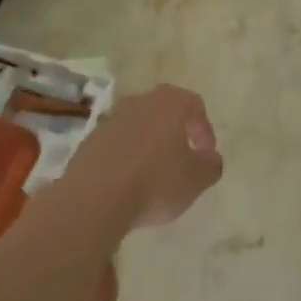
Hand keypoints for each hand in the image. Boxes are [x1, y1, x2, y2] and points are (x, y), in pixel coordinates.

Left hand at [72, 85, 223, 228]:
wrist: (94, 198)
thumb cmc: (155, 181)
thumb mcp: (197, 179)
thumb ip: (211, 165)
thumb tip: (211, 158)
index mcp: (169, 102)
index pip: (195, 106)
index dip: (205, 130)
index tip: (207, 156)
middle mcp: (140, 102)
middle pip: (164, 112)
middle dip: (175, 135)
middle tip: (182, 161)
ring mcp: (111, 120)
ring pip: (139, 128)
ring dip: (149, 147)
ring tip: (154, 177)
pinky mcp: (90, 142)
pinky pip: (117, 146)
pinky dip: (126, 159)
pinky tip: (128, 185)